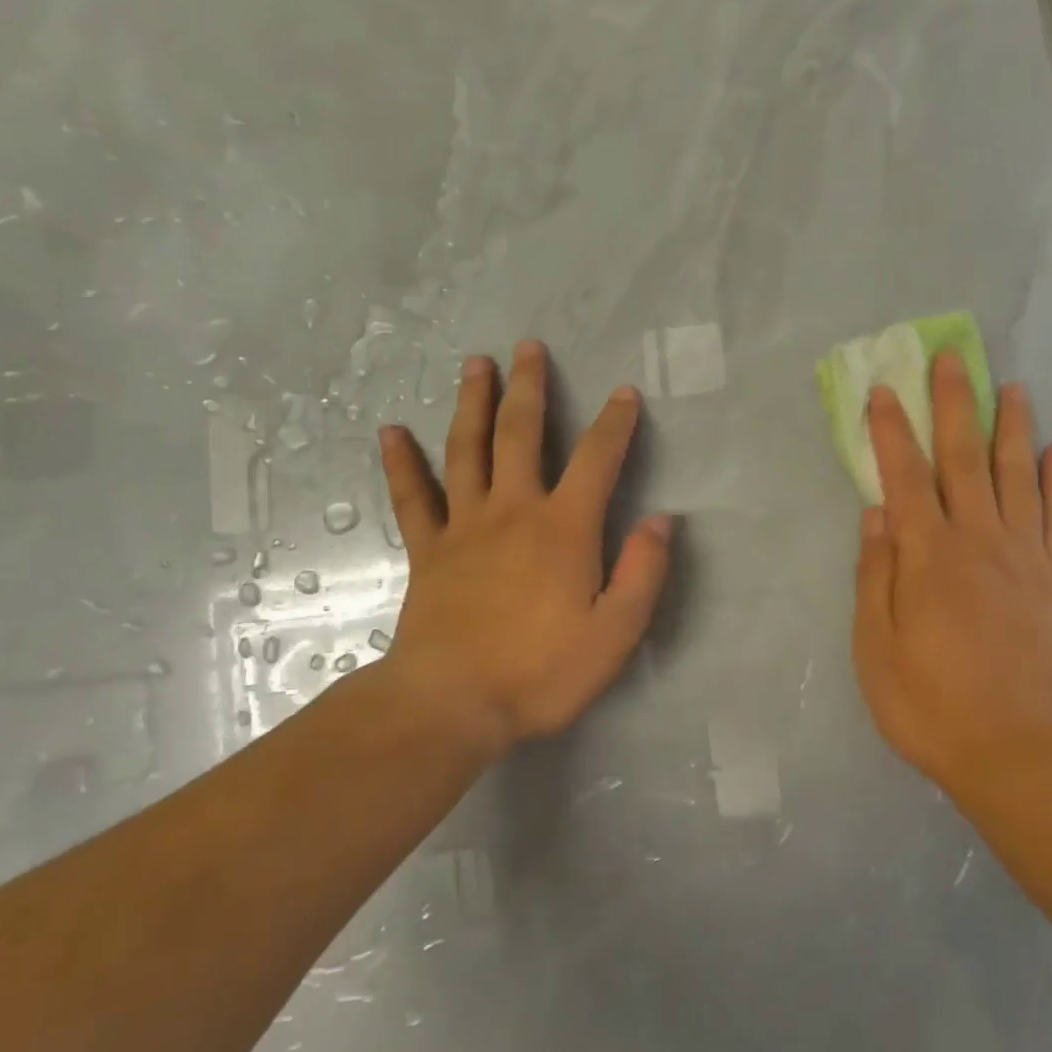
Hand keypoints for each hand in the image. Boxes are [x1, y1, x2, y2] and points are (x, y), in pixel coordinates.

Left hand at [370, 340, 672, 757]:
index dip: (615, 423)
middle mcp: (514, 511)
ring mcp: (464, 526)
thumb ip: (643, 573)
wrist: (451, 704)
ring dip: (472, 403)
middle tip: (529, 347)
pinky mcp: (428, 550)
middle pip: (522, 434)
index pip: (597, 460)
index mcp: (564, 528)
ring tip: (474, 363)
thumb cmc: (541, 672)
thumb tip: (661, 520)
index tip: (624, 393)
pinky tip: (390, 431)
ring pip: (467, 449)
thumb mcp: (615, 633)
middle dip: (530, 388)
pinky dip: (401, 463)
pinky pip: (413, 497)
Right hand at [852, 350, 1051, 803]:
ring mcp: (1025, 558)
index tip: (883, 389)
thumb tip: (876, 512)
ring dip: (1011, 427)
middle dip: (954, 405)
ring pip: (1018, 476)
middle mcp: (979, 540)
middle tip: (952, 358)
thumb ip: (876, 573)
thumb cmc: (927, 701)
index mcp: (928, 555)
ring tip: (1011, 387)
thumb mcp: (875, 644)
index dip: (891, 430)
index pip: (904, 475)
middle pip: (963, 459)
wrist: (1012, 750)